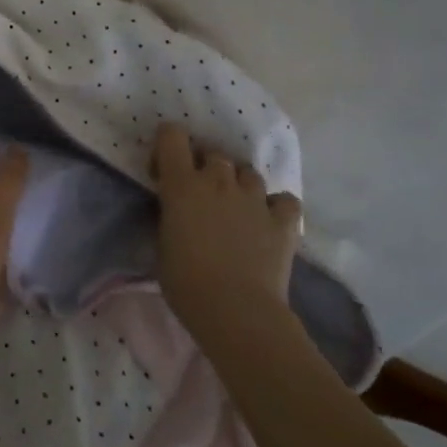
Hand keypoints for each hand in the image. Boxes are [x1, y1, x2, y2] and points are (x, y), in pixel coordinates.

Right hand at [153, 123, 301, 339]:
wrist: (236, 311)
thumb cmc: (185, 281)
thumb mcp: (161, 241)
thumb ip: (169, 214)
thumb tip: (176, 210)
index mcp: (182, 183)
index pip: (172, 135)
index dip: (167, 146)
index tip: (164, 171)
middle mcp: (218, 180)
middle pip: (214, 154)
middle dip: (205, 168)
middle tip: (201, 195)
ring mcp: (254, 199)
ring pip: (248, 172)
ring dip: (239, 184)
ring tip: (236, 207)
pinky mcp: (282, 221)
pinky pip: (284, 200)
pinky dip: (277, 205)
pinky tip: (269, 220)